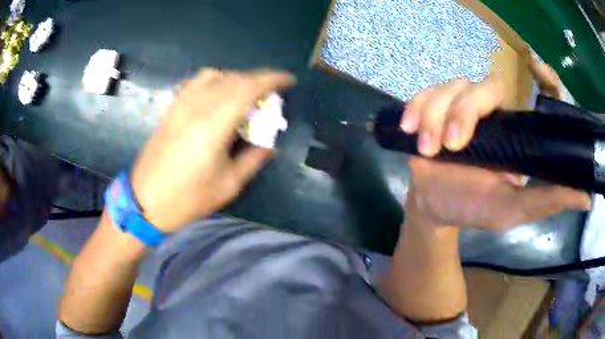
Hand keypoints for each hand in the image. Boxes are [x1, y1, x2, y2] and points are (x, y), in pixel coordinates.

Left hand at [130, 68, 294, 232]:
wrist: (145, 202)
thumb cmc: (187, 199)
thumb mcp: (228, 185)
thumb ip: (252, 160)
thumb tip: (270, 145)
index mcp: (213, 126)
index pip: (247, 88)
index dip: (271, 79)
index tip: (288, 80)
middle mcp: (196, 108)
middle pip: (233, 79)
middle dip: (258, 80)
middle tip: (271, 94)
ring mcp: (180, 106)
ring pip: (213, 75)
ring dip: (236, 78)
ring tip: (245, 94)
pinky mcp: (171, 109)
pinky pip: (195, 83)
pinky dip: (214, 81)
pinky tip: (218, 95)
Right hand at [400, 65, 589, 229]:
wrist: (436, 208)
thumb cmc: (475, 208)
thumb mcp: (516, 209)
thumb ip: (550, 201)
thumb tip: (587, 199)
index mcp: (507, 128)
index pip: (513, 93)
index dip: (522, 80)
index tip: (537, 72)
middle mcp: (484, 110)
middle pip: (477, 86)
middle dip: (463, 112)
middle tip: (453, 146)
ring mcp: (454, 107)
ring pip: (447, 88)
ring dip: (434, 116)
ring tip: (429, 150)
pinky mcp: (429, 110)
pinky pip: (421, 94)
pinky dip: (414, 109)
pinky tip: (409, 129)